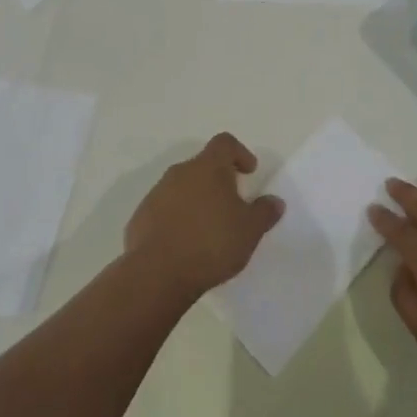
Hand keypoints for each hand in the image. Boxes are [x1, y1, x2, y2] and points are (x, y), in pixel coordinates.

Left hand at [125, 133, 282, 300]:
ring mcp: (156, 194)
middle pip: (202, 165)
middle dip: (218, 180)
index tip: (249, 173)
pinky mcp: (141, 217)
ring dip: (196, 200)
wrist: (157, 274)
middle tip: (232, 205)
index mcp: (208, 168)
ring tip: (208, 228)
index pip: (225, 143)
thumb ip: (264, 212)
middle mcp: (180, 173)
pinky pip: (164, 209)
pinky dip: (177, 218)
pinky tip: (185, 244)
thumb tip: (275, 201)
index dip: (240, 153)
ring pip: (182, 187)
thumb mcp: (250, 230)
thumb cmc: (211, 243)